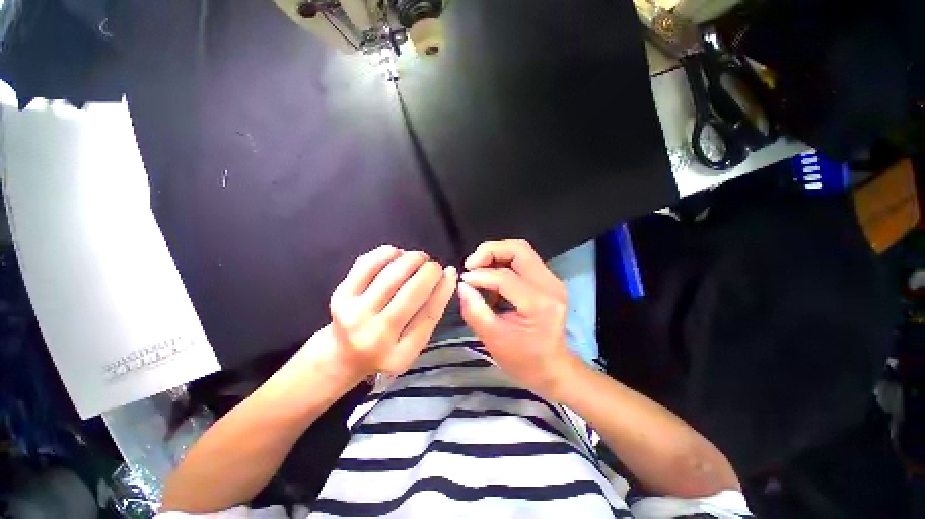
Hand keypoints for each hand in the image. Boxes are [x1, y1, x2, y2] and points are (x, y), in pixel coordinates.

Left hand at [326, 245, 456, 376]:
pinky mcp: (340, 296)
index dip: (444, 288)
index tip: (451, 272)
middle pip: (411, 293)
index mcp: (399, 355)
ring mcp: (354, 315)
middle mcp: (375, 337)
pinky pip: (368, 264)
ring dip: (412, 259)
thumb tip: (448, 275)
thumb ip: (431, 312)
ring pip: (392, 275)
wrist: (344, 355)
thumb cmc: (386, 348)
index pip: (430, 314)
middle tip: (434, 266)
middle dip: (429, 271)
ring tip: (419, 258)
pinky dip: (387, 253)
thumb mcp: (413, 343)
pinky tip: (397, 255)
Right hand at [457, 240, 574, 397]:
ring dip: (496, 255)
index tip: (463, 280)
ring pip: (521, 251)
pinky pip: (523, 261)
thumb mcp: (493, 340)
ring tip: (478, 270)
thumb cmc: (524, 361)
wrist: (553, 369)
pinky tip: (492, 279)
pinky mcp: (549, 281)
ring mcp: (552, 281)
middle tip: (470, 264)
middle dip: (489, 251)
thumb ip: (474, 310)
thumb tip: (462, 285)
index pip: (504, 276)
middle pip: (518, 249)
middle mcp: (550, 286)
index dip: (479, 275)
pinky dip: (504, 263)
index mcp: (539, 304)